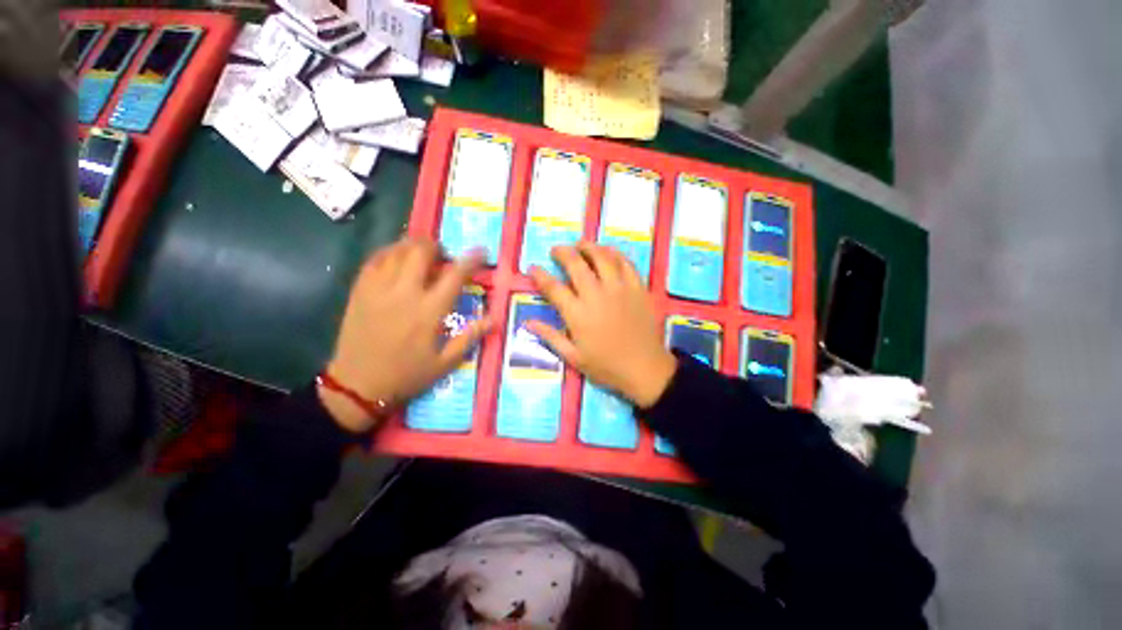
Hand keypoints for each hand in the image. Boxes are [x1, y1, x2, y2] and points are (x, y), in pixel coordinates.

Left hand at [321, 238, 491, 431]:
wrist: (357, 386)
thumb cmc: (406, 375)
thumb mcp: (445, 363)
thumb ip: (470, 337)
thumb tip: (494, 319)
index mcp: (429, 311)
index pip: (454, 276)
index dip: (470, 260)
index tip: (480, 250)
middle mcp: (404, 293)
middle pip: (421, 252)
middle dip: (436, 246)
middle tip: (443, 254)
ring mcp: (378, 289)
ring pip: (396, 251)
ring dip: (413, 246)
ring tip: (421, 253)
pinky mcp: (359, 291)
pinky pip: (374, 260)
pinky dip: (389, 252)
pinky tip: (395, 258)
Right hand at [528, 242, 676, 407]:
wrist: (645, 369)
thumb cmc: (606, 366)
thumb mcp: (573, 357)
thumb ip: (550, 336)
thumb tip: (527, 322)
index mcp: (577, 314)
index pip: (553, 287)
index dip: (540, 275)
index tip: (533, 268)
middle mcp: (596, 295)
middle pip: (576, 264)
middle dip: (562, 253)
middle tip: (556, 250)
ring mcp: (619, 289)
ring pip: (602, 257)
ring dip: (588, 247)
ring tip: (581, 245)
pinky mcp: (637, 288)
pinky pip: (626, 263)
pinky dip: (615, 254)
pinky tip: (608, 253)